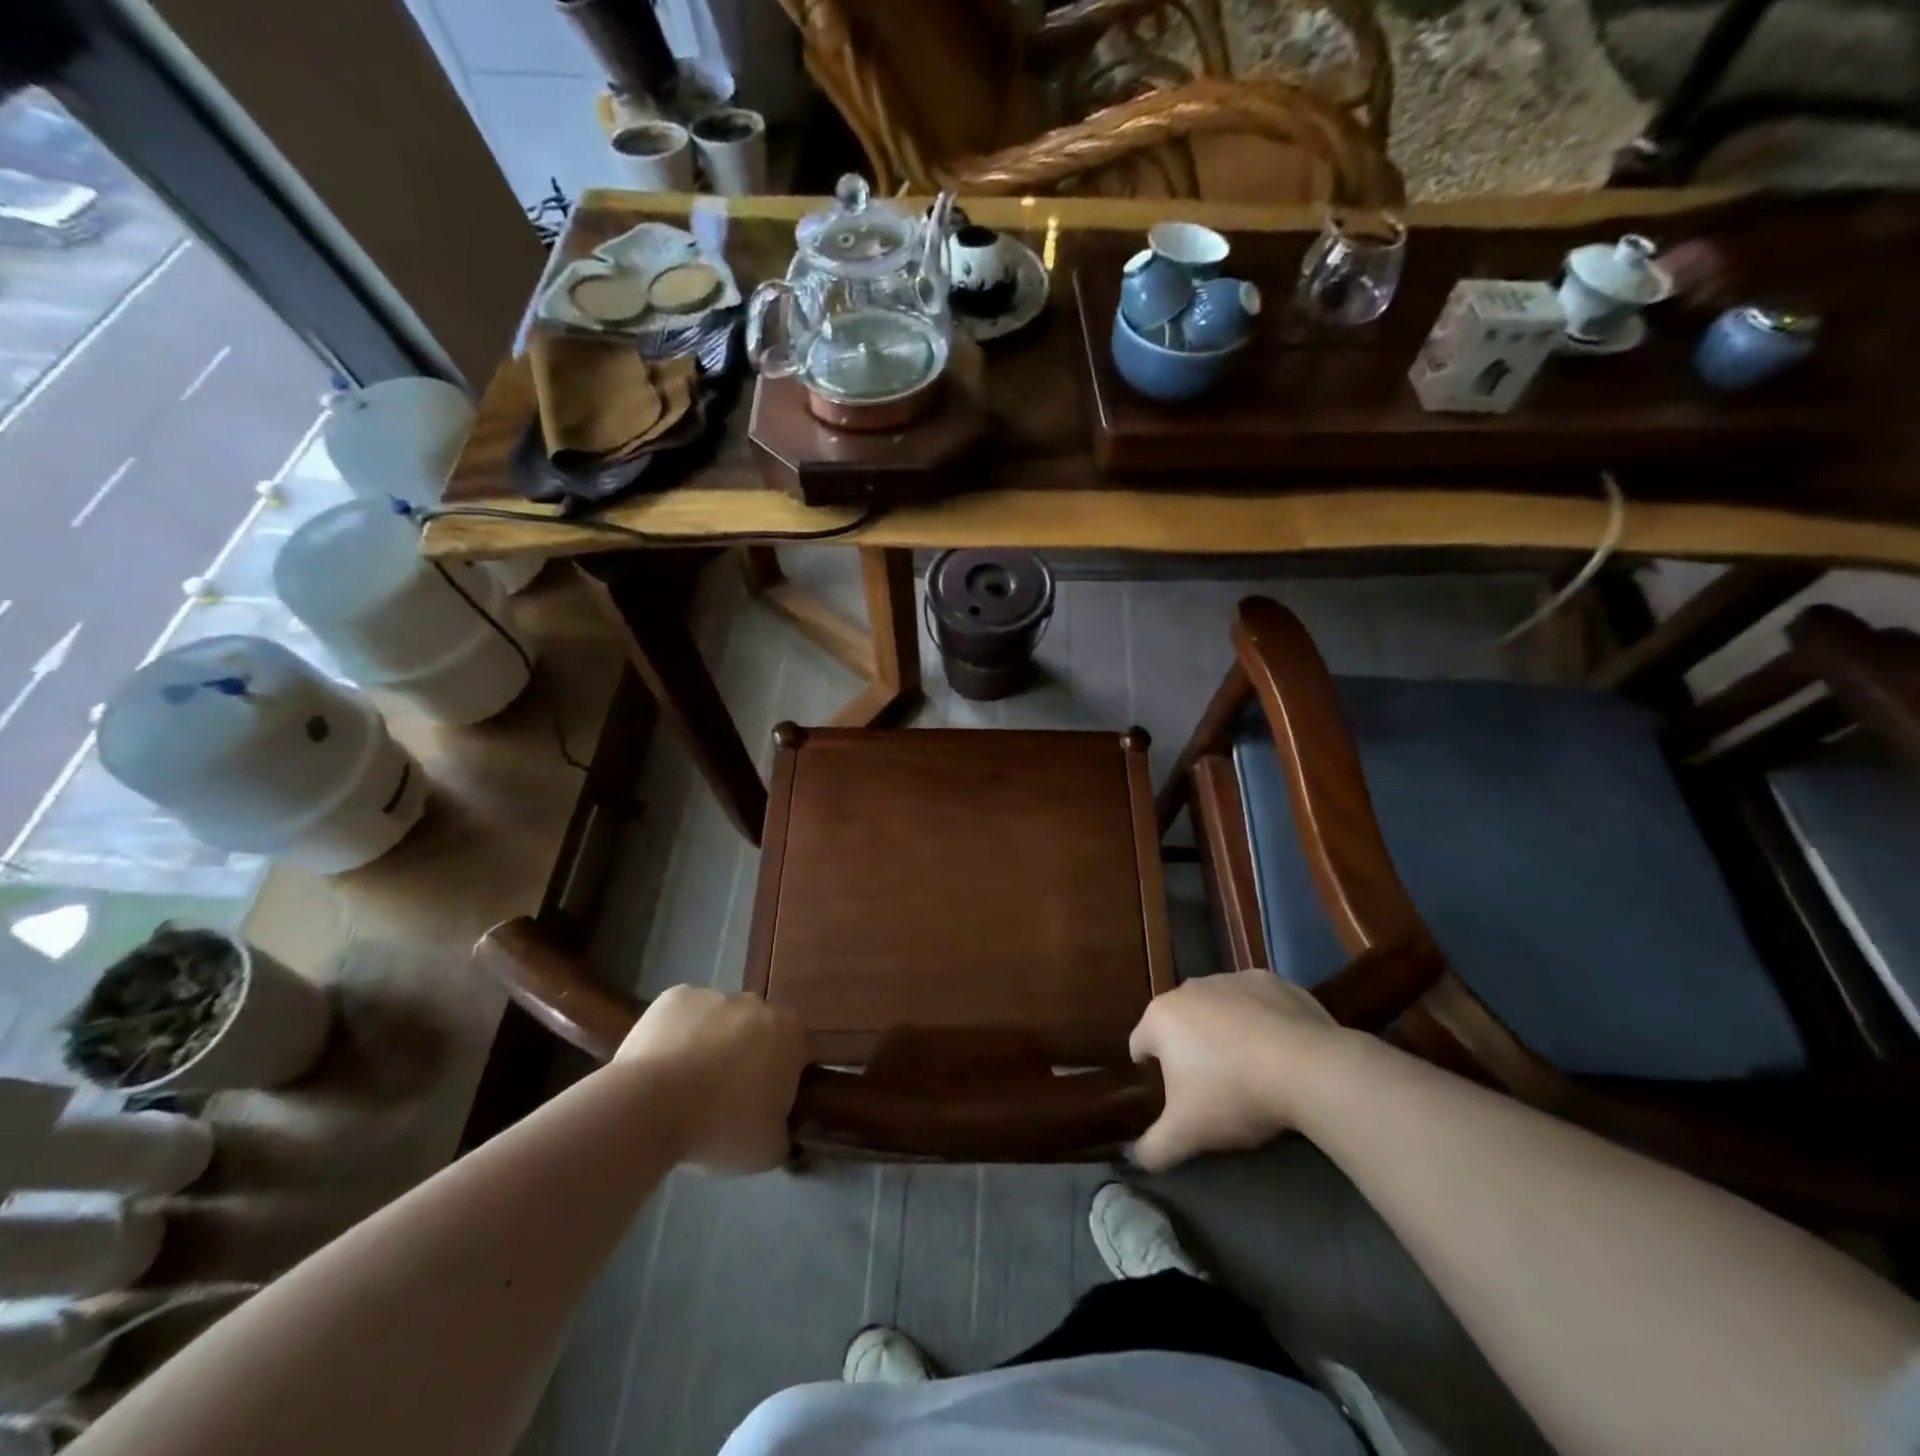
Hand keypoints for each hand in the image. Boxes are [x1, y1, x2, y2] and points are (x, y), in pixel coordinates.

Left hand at [614, 986, 807, 1173]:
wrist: (650, 1107)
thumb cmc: (720, 1126)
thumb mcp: (768, 1150)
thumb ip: (783, 1130)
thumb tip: (778, 1127)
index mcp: (790, 1032)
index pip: (797, 1051)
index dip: (782, 1077)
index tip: (763, 1104)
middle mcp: (757, 1003)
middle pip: (758, 1030)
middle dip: (748, 1055)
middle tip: (726, 1096)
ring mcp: (715, 994)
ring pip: (720, 1020)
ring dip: (712, 1044)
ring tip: (687, 1086)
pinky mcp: (675, 996)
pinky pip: (684, 1016)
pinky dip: (678, 1035)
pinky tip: (663, 1067)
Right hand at [1128, 970, 1341, 1172]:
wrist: (1309, 1069)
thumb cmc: (1234, 1094)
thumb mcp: (1188, 1133)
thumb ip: (1154, 1148)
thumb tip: (1137, 1160)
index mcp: (1161, 1017)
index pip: (1140, 1044)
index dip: (1151, 1071)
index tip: (1171, 1095)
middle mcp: (1189, 989)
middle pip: (1179, 1022)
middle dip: (1189, 1048)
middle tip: (1212, 1086)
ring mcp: (1231, 979)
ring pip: (1217, 1008)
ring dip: (1223, 1031)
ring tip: (1249, 1068)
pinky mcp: (1270, 980)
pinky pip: (1255, 1002)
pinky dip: (1259, 1020)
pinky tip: (1278, 1050)